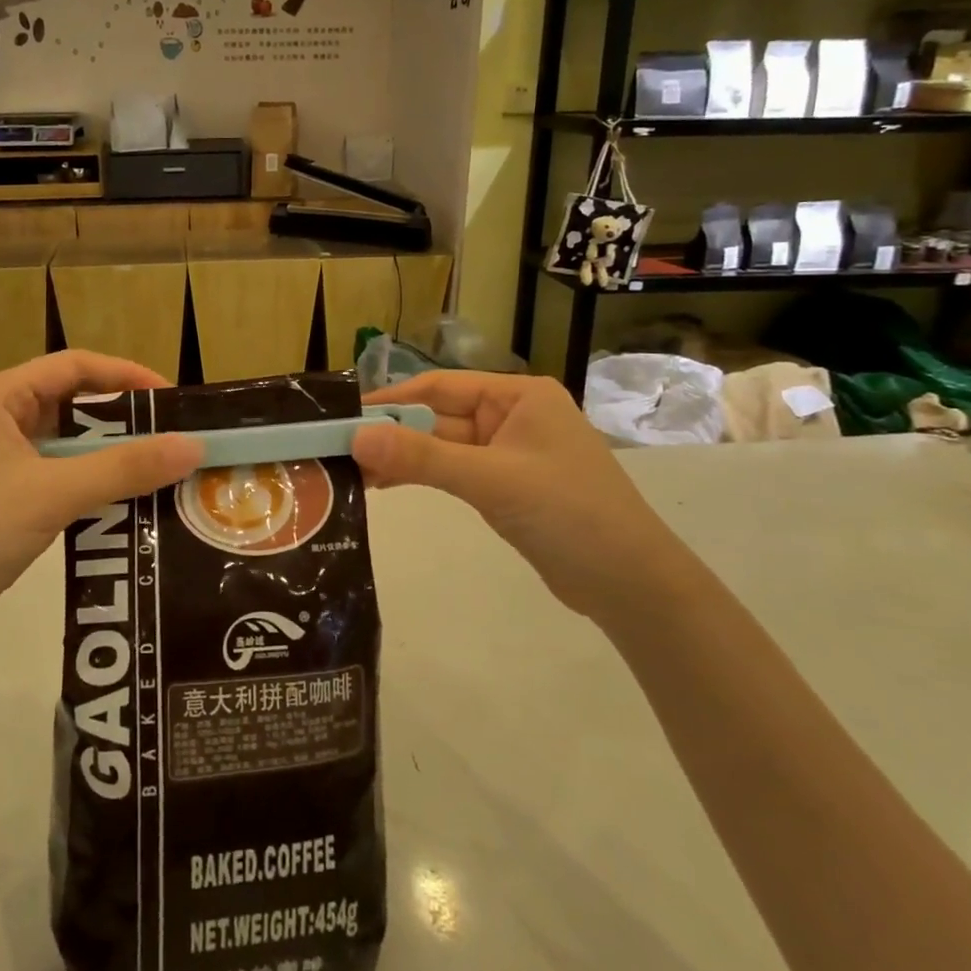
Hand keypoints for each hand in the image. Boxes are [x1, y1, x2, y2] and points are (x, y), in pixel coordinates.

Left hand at [0, 352, 201, 645]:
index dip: (125, 375)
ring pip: (61, 442)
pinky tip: (117, 502)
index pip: (72, 366)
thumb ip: (125, 468)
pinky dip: (84, 481)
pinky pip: (50, 473)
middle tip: (170, 437)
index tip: (171, 399)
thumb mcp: (54, 494)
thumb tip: (194, 445)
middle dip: (120, 419)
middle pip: (68, 402)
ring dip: (105, 454)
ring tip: (155, 470)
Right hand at [351, 371, 692, 618]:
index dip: (392, 400)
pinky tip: (386, 485)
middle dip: (392, 434)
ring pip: (443, 447)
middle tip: (339, 449)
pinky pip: (455, 472)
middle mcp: (513, 416)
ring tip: (352, 471)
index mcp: (518, 396)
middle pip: (439, 416)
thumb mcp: (491, 480)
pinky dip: (423, 476)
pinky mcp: (507, 487)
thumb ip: (422, 458)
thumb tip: (356, 437)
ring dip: (403, 457)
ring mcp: (510, 453)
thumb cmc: (568, 513)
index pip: (441, 386)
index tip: (344, 415)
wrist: (631, 584)